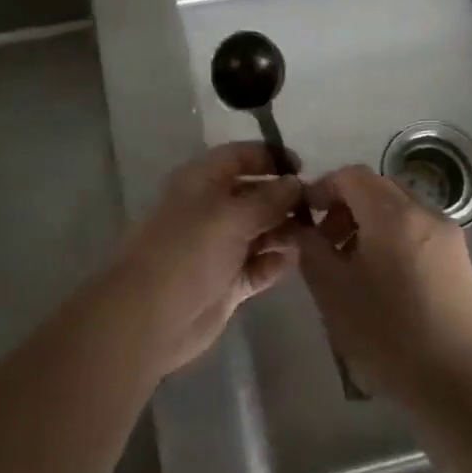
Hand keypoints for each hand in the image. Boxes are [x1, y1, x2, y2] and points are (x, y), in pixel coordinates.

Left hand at [107, 143, 304, 376]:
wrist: (150, 316)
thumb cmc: (188, 252)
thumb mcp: (231, 216)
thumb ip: (269, 198)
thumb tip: (296, 182)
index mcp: (203, 181)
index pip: (241, 156)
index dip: (271, 157)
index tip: (305, 169)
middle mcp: (212, 208)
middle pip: (255, 194)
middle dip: (285, 197)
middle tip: (321, 208)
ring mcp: (220, 246)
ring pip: (261, 230)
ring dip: (285, 231)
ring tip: (315, 235)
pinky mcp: (228, 280)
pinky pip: (259, 265)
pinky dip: (276, 262)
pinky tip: (295, 262)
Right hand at [293, 165, 471, 403]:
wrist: (455, 384)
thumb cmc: (385, 334)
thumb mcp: (332, 290)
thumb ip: (310, 247)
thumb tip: (303, 227)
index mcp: (393, 215)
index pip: (351, 176)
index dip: (322, 188)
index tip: (304, 215)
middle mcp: (425, 213)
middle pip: (377, 188)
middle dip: (346, 204)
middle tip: (326, 241)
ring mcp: (449, 236)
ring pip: (399, 209)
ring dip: (370, 221)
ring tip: (353, 263)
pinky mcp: (461, 260)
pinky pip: (418, 230)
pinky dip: (394, 237)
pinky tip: (384, 278)